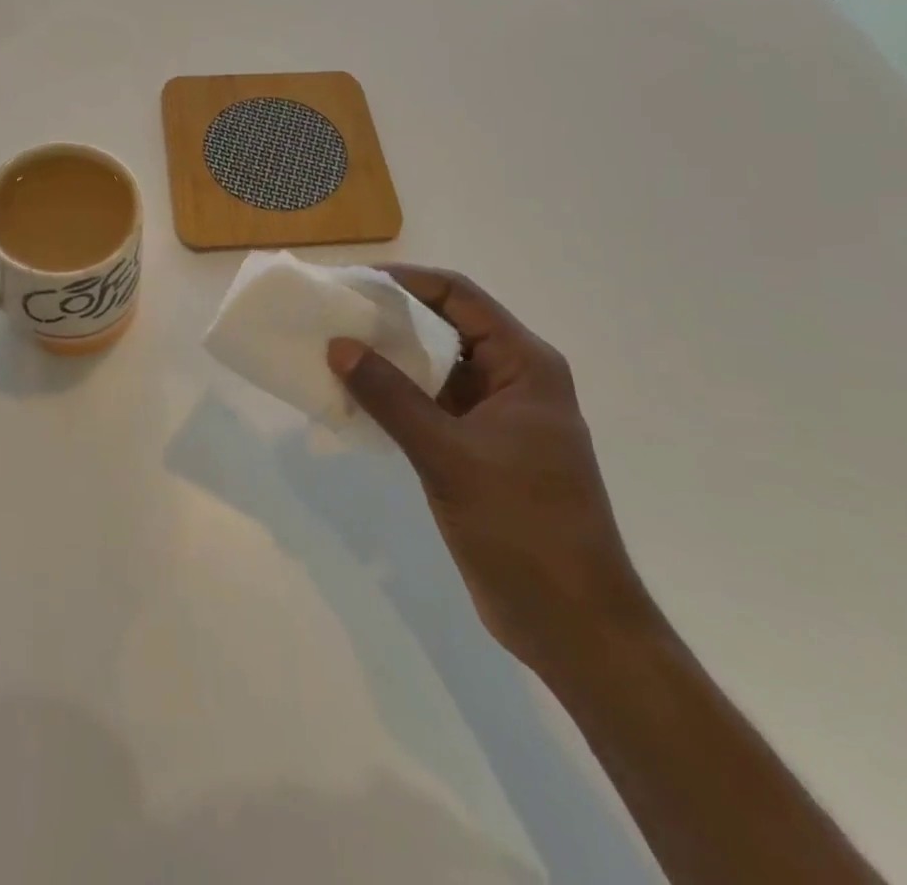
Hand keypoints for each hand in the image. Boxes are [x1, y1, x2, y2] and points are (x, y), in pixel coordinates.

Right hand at [327, 267, 651, 672]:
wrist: (572, 625)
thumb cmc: (522, 527)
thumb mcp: (448, 455)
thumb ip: (390, 397)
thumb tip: (339, 345)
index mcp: (523, 365)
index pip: (459, 296)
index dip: (406, 281)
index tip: (353, 283)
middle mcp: (512, 380)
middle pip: (446, 327)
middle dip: (391, 320)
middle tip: (335, 316)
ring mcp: (496, 418)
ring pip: (436, 369)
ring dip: (390, 361)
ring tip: (335, 352)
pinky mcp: (480, 450)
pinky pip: (432, 406)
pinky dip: (396, 399)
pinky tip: (355, 401)